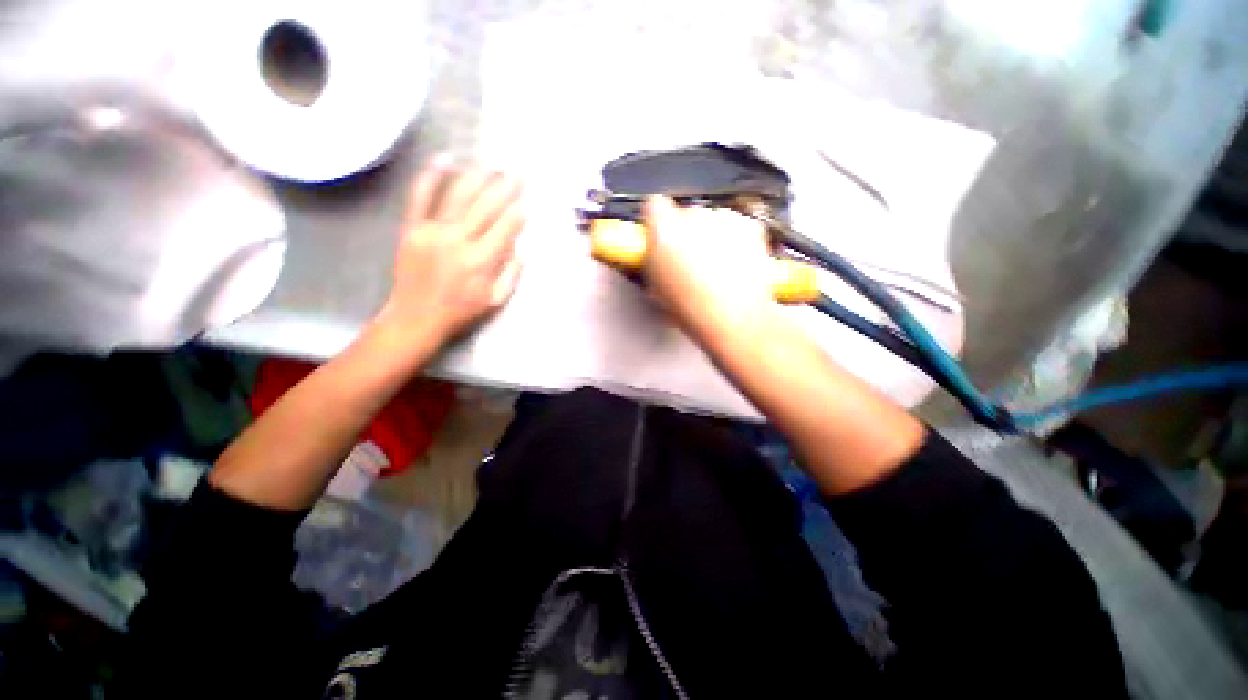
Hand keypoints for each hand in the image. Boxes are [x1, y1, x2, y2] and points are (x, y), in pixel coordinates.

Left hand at [376, 161, 525, 347]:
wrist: (417, 316)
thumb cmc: (461, 311)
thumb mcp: (495, 300)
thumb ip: (511, 274)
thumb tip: (523, 249)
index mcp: (482, 260)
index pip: (506, 227)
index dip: (519, 211)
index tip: (529, 198)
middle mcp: (459, 240)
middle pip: (486, 207)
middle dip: (505, 187)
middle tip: (517, 171)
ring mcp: (433, 231)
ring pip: (458, 196)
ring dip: (477, 177)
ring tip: (491, 163)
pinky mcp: (412, 228)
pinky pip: (421, 197)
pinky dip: (431, 177)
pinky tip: (444, 160)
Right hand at [643, 196, 777, 340]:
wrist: (735, 320)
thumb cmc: (694, 310)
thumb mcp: (656, 288)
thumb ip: (653, 262)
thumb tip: (655, 256)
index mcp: (664, 229)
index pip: (653, 205)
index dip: (656, 220)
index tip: (659, 233)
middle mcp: (694, 216)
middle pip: (685, 213)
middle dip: (686, 233)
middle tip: (688, 261)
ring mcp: (724, 219)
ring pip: (712, 220)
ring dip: (711, 237)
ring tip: (714, 268)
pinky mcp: (750, 226)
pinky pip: (737, 227)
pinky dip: (735, 240)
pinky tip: (733, 264)